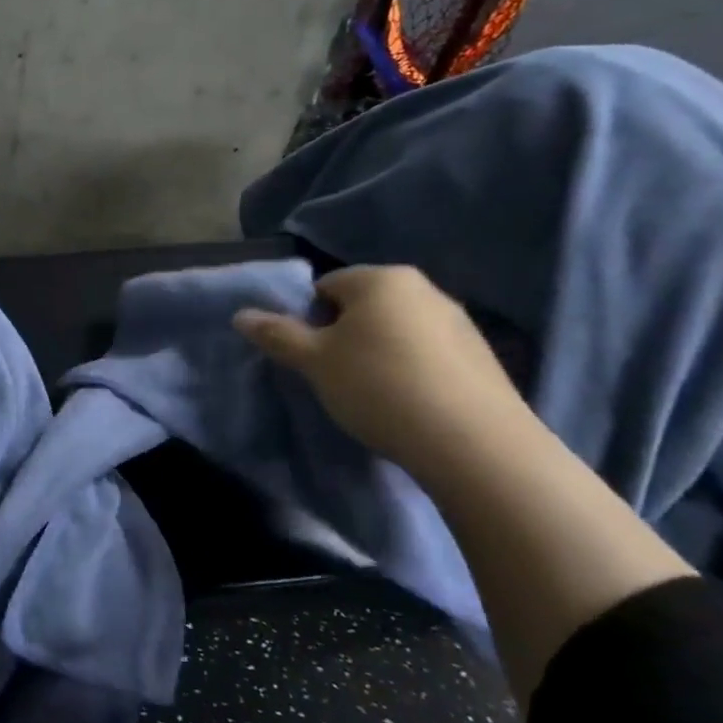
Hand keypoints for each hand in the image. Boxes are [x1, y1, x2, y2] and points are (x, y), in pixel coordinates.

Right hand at [233, 264, 533, 479]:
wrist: (473, 443)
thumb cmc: (379, 386)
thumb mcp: (314, 362)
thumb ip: (276, 334)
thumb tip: (240, 315)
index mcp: (381, 278)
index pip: (325, 286)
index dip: (308, 319)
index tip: (310, 357)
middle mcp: (424, 288)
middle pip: (362, 306)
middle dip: (342, 335)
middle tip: (334, 375)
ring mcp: (459, 322)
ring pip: (396, 330)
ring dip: (376, 353)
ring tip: (372, 394)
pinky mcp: (482, 356)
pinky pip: (427, 354)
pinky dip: (410, 370)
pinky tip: (408, 404)